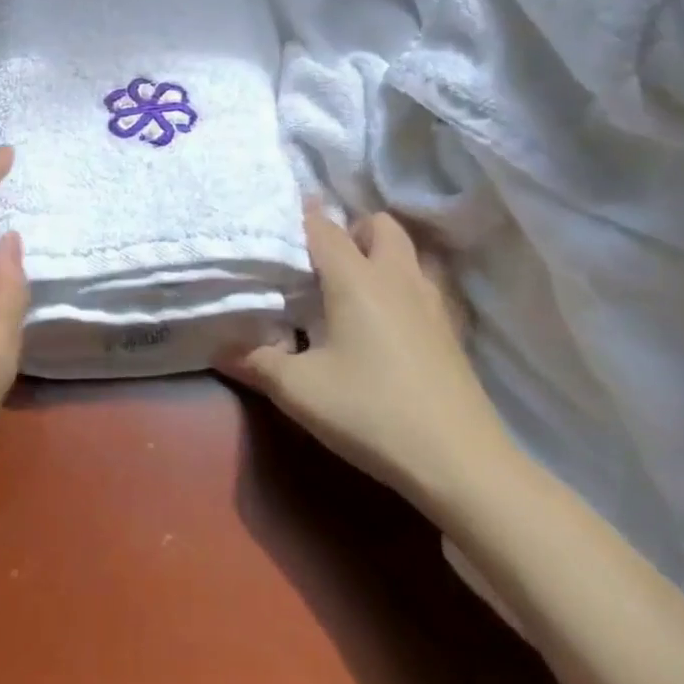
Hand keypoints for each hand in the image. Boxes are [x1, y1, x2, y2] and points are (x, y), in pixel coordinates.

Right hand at [220, 205, 514, 511]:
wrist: (463, 466)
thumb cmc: (372, 413)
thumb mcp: (299, 391)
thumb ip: (256, 362)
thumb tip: (219, 348)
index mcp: (356, 279)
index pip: (323, 226)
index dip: (299, 217)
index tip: (276, 222)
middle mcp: (396, 278)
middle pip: (379, 225)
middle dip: (351, 230)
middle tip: (321, 262)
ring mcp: (431, 304)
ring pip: (408, 253)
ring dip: (380, 256)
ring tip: (350, 289)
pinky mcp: (450, 333)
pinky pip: (423, 286)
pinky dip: (401, 288)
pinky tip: (383, 325)